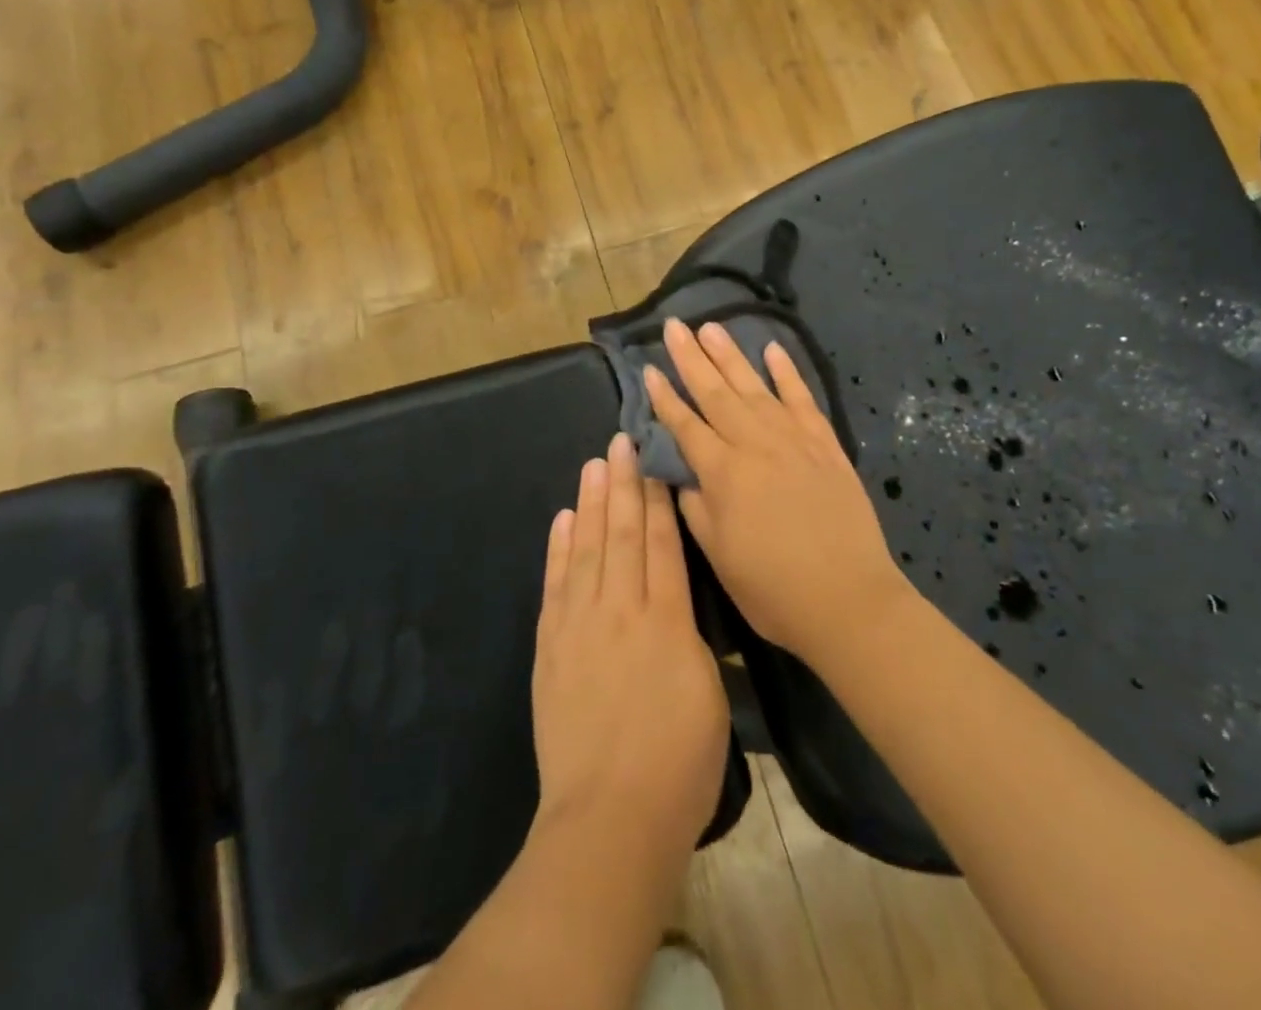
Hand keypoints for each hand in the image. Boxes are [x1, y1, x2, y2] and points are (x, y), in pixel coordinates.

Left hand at [531, 433, 729, 868]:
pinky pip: (556, 585)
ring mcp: (580, 626)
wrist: (610, 820)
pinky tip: (563, 520)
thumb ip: (691, 640)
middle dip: (623, 484)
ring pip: (587, 549)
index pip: (662, 542)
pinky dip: (559, 549)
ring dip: (591, 503)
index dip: (657, 498)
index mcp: (667, 619)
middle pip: (622, 533)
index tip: (653, 460)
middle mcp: (622, 609)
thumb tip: (677, 608)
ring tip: (594, 464)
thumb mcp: (709, 695)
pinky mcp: (551, 648)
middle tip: (620, 441)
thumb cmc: (679, 764)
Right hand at [644, 318, 915, 663]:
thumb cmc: (773, 589)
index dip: (664, 396)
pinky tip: (773, 350)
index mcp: (723, 473)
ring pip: (755, 387)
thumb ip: (694, 507)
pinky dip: (787, 373)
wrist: (848, 600)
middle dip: (692, 358)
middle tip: (675, 326)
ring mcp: (794, 440)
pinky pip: (803, 399)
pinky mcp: (825, 444)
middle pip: (716, 393)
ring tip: (711, 327)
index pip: (685, 424)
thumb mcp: (718, 555)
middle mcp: (755, 445)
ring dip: (731, 355)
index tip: (648, 368)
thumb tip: (680, 472)